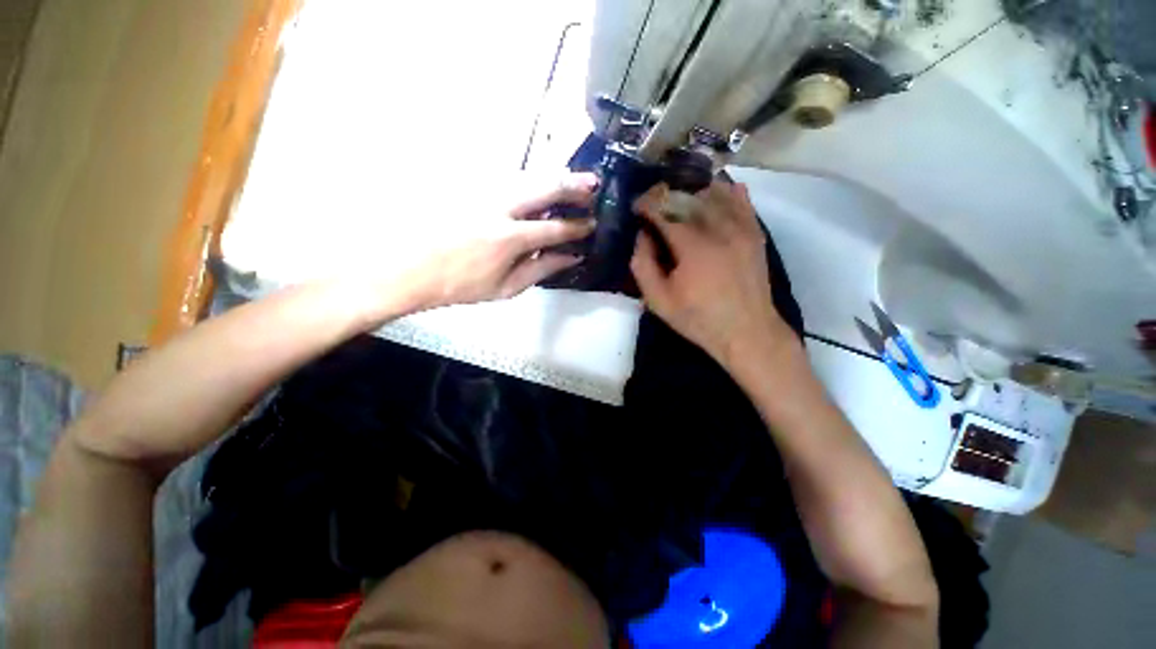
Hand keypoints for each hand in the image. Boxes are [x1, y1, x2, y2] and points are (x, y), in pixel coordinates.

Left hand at [387, 172, 598, 312]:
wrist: (412, 269)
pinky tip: (537, 184)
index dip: (577, 226)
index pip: (555, 228)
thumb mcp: (506, 288)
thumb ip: (542, 270)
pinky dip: (529, 179)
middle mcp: (500, 208)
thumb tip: (570, 257)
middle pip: (545, 188)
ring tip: (572, 179)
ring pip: (526, 176)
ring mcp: (482, 192)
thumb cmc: (462, 285)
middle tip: (593, 184)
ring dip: (553, 177)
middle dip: (573, 185)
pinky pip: (507, 177)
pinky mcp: (469, 186)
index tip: (592, 224)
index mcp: (510, 238)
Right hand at [630, 180, 793, 365]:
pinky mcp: (755, 232)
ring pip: (715, 192)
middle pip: (688, 196)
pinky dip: (725, 192)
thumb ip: (643, 264)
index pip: (665, 209)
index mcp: (692, 246)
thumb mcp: (658, 300)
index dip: (647, 204)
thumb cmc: (697, 318)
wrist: (746, 331)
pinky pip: (741, 200)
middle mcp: (719, 228)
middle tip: (653, 202)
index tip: (636, 207)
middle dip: (666, 194)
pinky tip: (714, 193)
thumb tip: (642, 235)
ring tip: (678, 199)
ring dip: (692, 191)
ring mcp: (741, 227)